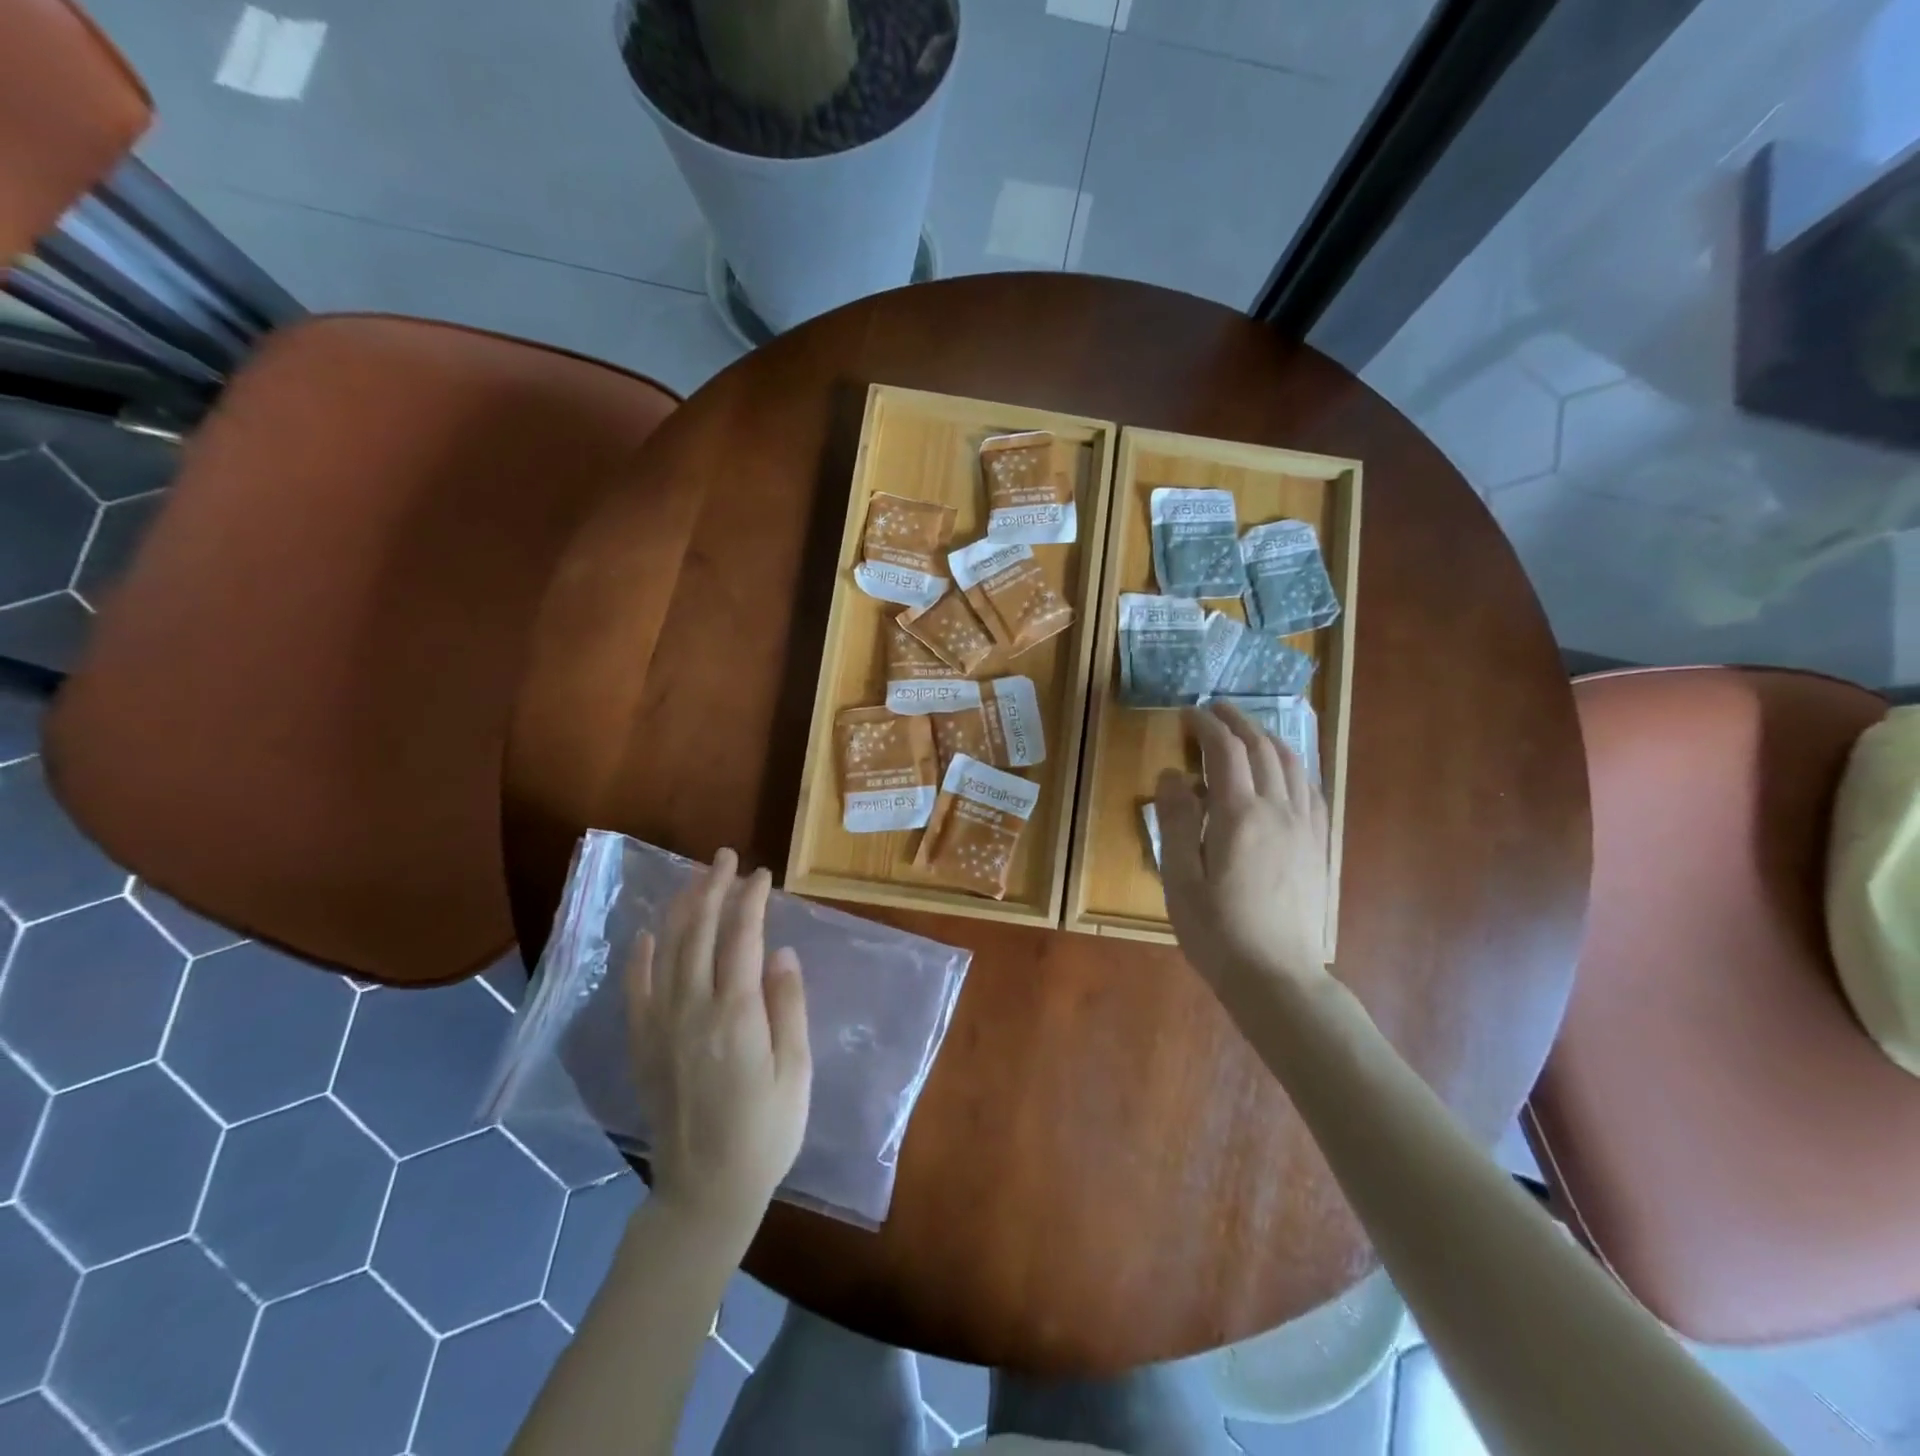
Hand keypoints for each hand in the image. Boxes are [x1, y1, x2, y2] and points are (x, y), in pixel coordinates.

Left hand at [626, 850, 811, 1229]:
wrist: (705, 1191)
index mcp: (737, 1016)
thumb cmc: (766, 1132)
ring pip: (667, 953)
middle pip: (699, 934)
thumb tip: (782, 953)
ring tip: (694, 879)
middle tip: (724, 857)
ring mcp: (662, 1028)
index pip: (742, 940)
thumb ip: (788, 1008)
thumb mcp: (796, 1072)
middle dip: (712, 889)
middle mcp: (693, 1011)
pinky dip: (640, 957)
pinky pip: (637, 991)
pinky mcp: (644, 1046)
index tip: (761, 874)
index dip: (750, 901)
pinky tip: (647, 934)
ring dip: (681, 910)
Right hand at [1155, 701, 1330, 999]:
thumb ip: (1175, 821)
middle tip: (1214, 709)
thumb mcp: (1179, 879)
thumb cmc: (1216, 930)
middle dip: (1236, 721)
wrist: (1276, 976)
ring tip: (1245, 730)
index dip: (1206, 725)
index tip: (1187, 713)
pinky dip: (1293, 765)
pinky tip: (1283, 770)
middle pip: (1262, 748)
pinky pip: (1311, 789)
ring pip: (1292, 763)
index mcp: (1239, 815)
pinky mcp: (1318, 844)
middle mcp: (1278, 810)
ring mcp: (1305, 826)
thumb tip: (1172, 775)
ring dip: (1266, 737)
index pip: (1225, 750)